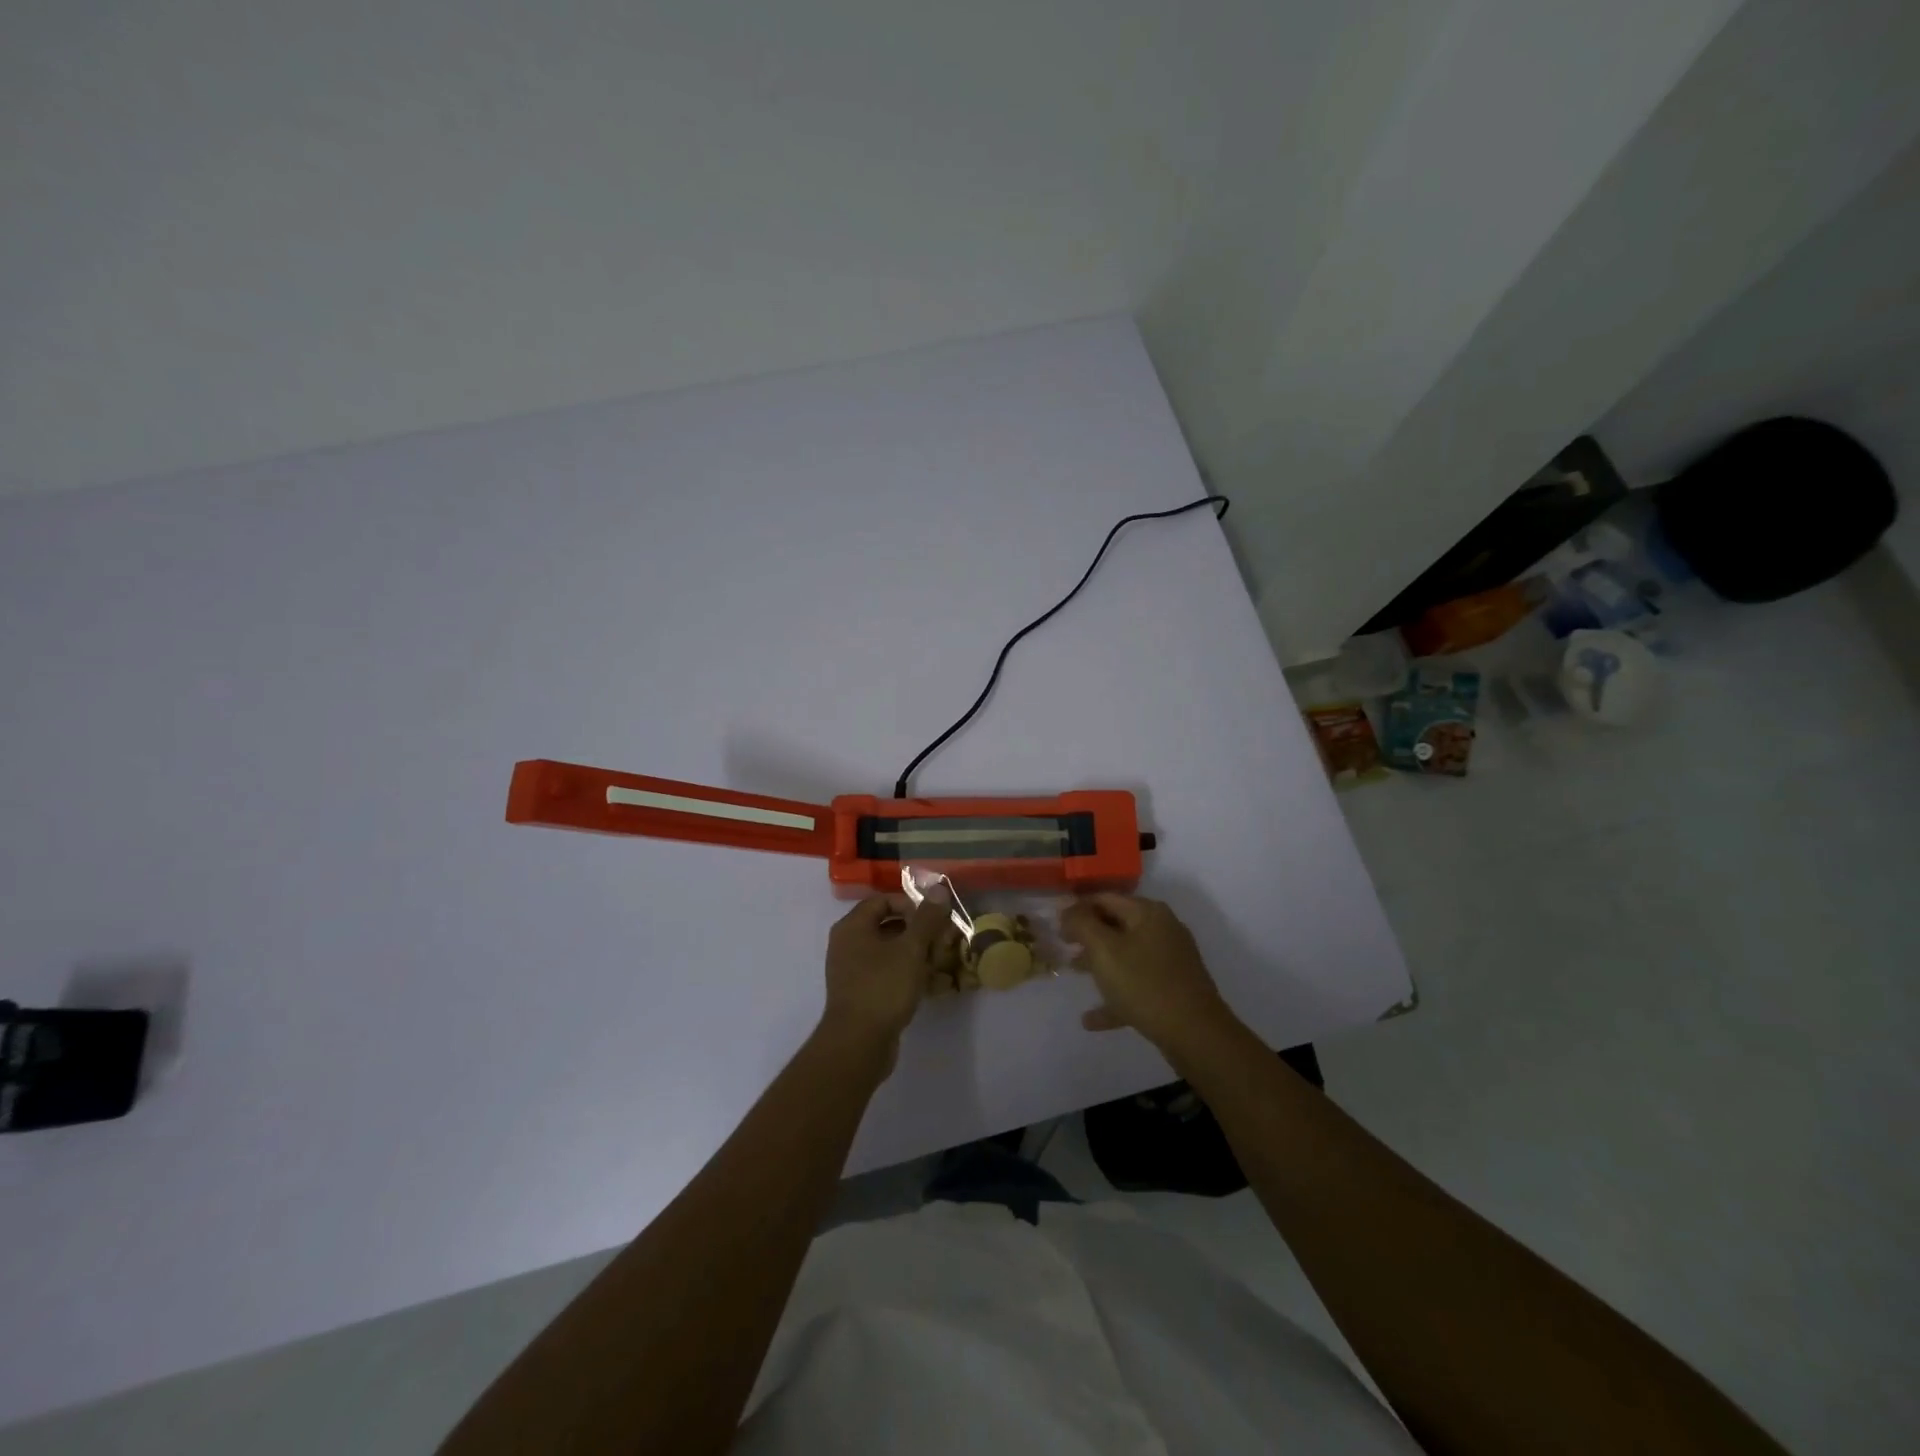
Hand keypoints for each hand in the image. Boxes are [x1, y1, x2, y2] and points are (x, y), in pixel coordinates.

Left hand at [819, 894, 953, 1060]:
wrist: (858, 1044)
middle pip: (888, 926)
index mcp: (853, 927)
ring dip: (917, 954)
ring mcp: (853, 971)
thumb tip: (939, 888)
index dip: (912, 905)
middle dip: (919, 932)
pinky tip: (933, 985)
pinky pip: (888, 974)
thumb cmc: (883, 987)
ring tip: (943, 963)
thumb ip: (927, 918)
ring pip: (891, 952)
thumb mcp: (911, 949)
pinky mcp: (862, 994)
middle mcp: (848, 944)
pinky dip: (909, 975)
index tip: (935, 919)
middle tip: (943, 941)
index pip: (884, 901)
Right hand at [1060, 894, 1237, 1054]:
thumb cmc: (1144, 984)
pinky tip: (1091, 1019)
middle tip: (1063, 948)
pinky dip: (1115, 996)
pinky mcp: (1173, 989)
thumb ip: (1081, 924)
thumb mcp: (1104, 950)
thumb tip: (1068, 909)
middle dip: (1087, 935)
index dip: (1077, 908)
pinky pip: (1137, 985)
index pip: (1105, 898)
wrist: (1196, 1034)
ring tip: (1073, 974)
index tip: (1055, 925)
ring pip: (1126, 955)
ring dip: (1099, 963)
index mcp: (1148, 913)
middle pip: (1116, 925)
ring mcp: (1170, 960)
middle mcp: (1162, 929)